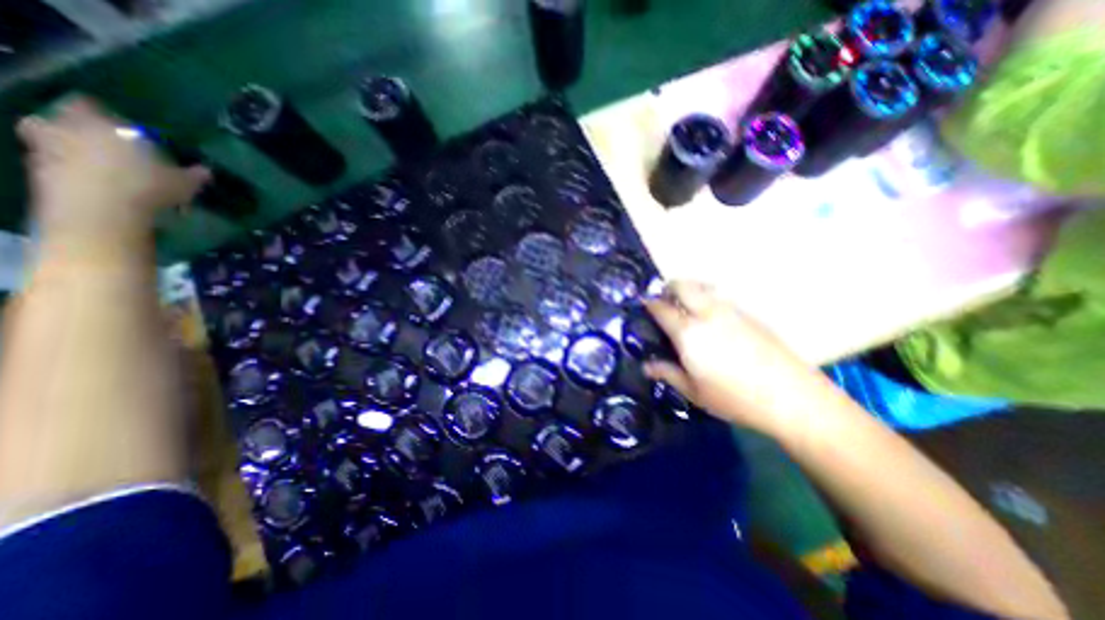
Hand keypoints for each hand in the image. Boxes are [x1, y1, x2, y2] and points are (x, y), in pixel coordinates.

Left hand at [14, 98, 209, 248]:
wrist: (102, 210)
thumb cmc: (148, 187)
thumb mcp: (184, 183)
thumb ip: (194, 174)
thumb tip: (207, 171)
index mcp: (103, 124)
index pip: (92, 105)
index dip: (107, 115)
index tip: (127, 130)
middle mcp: (68, 128)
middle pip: (65, 120)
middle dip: (82, 130)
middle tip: (110, 146)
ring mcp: (49, 149)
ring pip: (56, 141)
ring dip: (75, 151)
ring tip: (105, 169)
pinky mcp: (41, 171)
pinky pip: (56, 165)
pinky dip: (73, 171)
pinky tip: (100, 186)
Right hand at [645, 281, 832, 436]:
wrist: (792, 397)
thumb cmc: (735, 398)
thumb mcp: (694, 391)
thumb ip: (667, 373)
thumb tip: (646, 366)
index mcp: (688, 333)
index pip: (662, 308)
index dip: (649, 303)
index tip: (643, 304)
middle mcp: (707, 314)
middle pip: (683, 285)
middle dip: (669, 287)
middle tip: (664, 300)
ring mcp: (730, 311)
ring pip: (703, 287)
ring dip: (690, 290)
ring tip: (686, 306)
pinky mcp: (749, 314)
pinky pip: (720, 297)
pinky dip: (708, 299)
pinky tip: (712, 319)